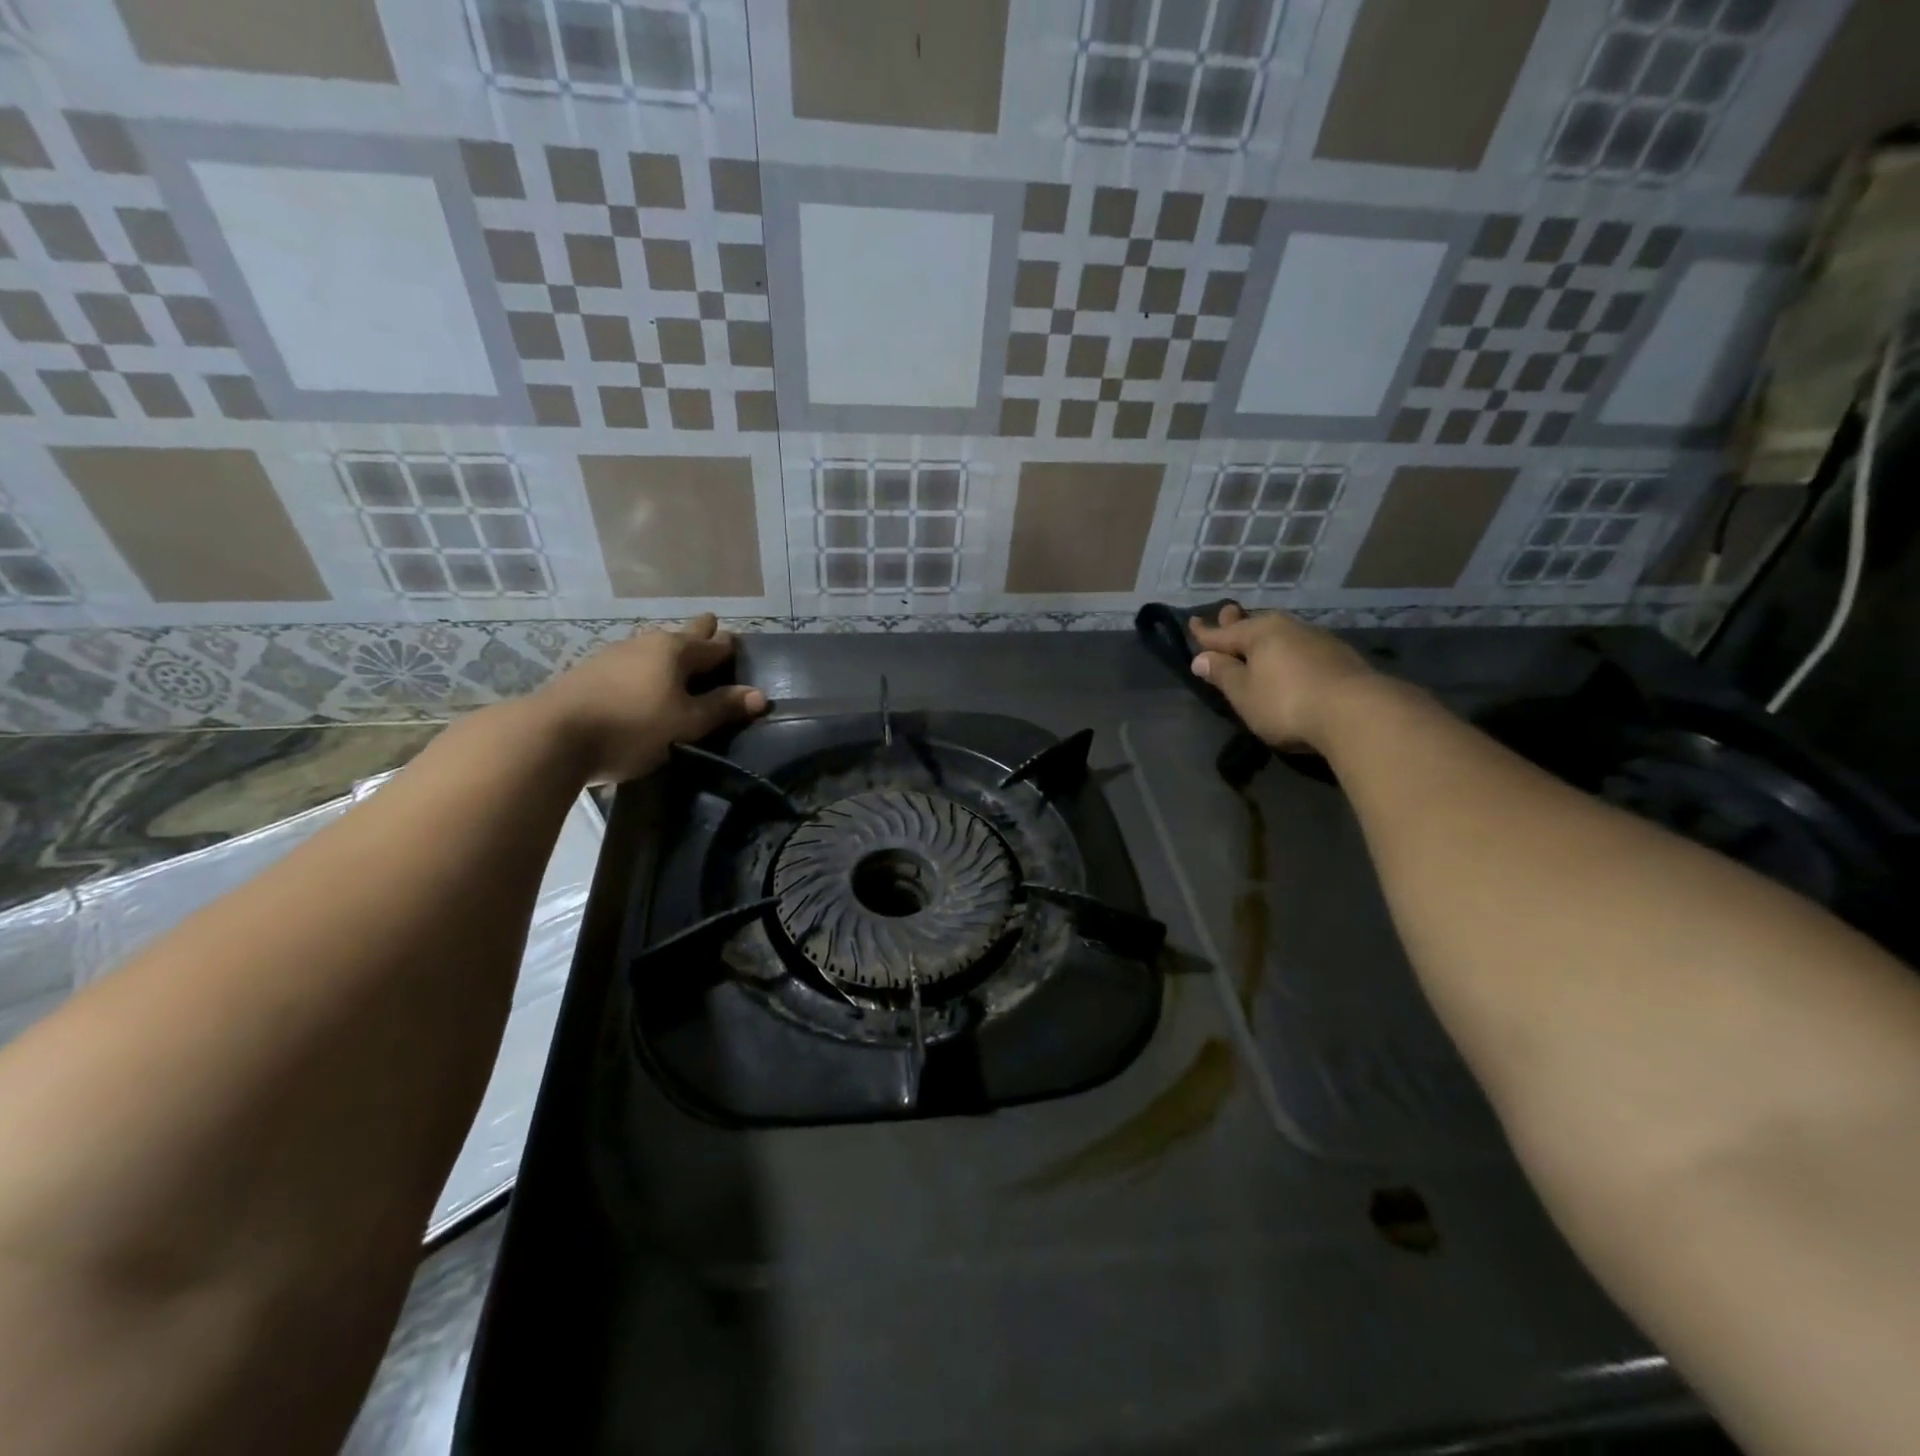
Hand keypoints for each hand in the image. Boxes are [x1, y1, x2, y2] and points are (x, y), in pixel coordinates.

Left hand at [528, 614, 768, 782]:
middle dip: (699, 631)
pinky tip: (641, 677)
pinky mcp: (590, 672)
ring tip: (678, 655)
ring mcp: (614, 655)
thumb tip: (760, 695)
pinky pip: (631, 662)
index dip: (728, 646)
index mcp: (676, 651)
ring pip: (652, 647)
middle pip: (681, 636)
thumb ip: (722, 708)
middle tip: (712, 622)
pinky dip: (645, 666)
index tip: (737, 641)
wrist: (553, 734)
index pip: (713, 645)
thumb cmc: (633, 726)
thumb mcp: (687, 723)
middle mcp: (647, 644)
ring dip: (669, 650)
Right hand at [1189, 604, 1373, 750]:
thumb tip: (1202, 658)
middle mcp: (1287, 628)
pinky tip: (1289, 659)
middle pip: (1255, 624)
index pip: (1222, 632)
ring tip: (1256, 641)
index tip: (1192, 623)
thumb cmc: (1286, 703)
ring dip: (1265, 638)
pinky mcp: (1339, 657)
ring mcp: (1317, 640)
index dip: (1205, 632)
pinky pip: (1300, 647)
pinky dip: (1287, 651)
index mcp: (1259, 633)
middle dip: (1237, 623)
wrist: (1357, 713)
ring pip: (1281, 634)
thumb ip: (1222, 674)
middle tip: (1226, 615)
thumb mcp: (1244, 693)